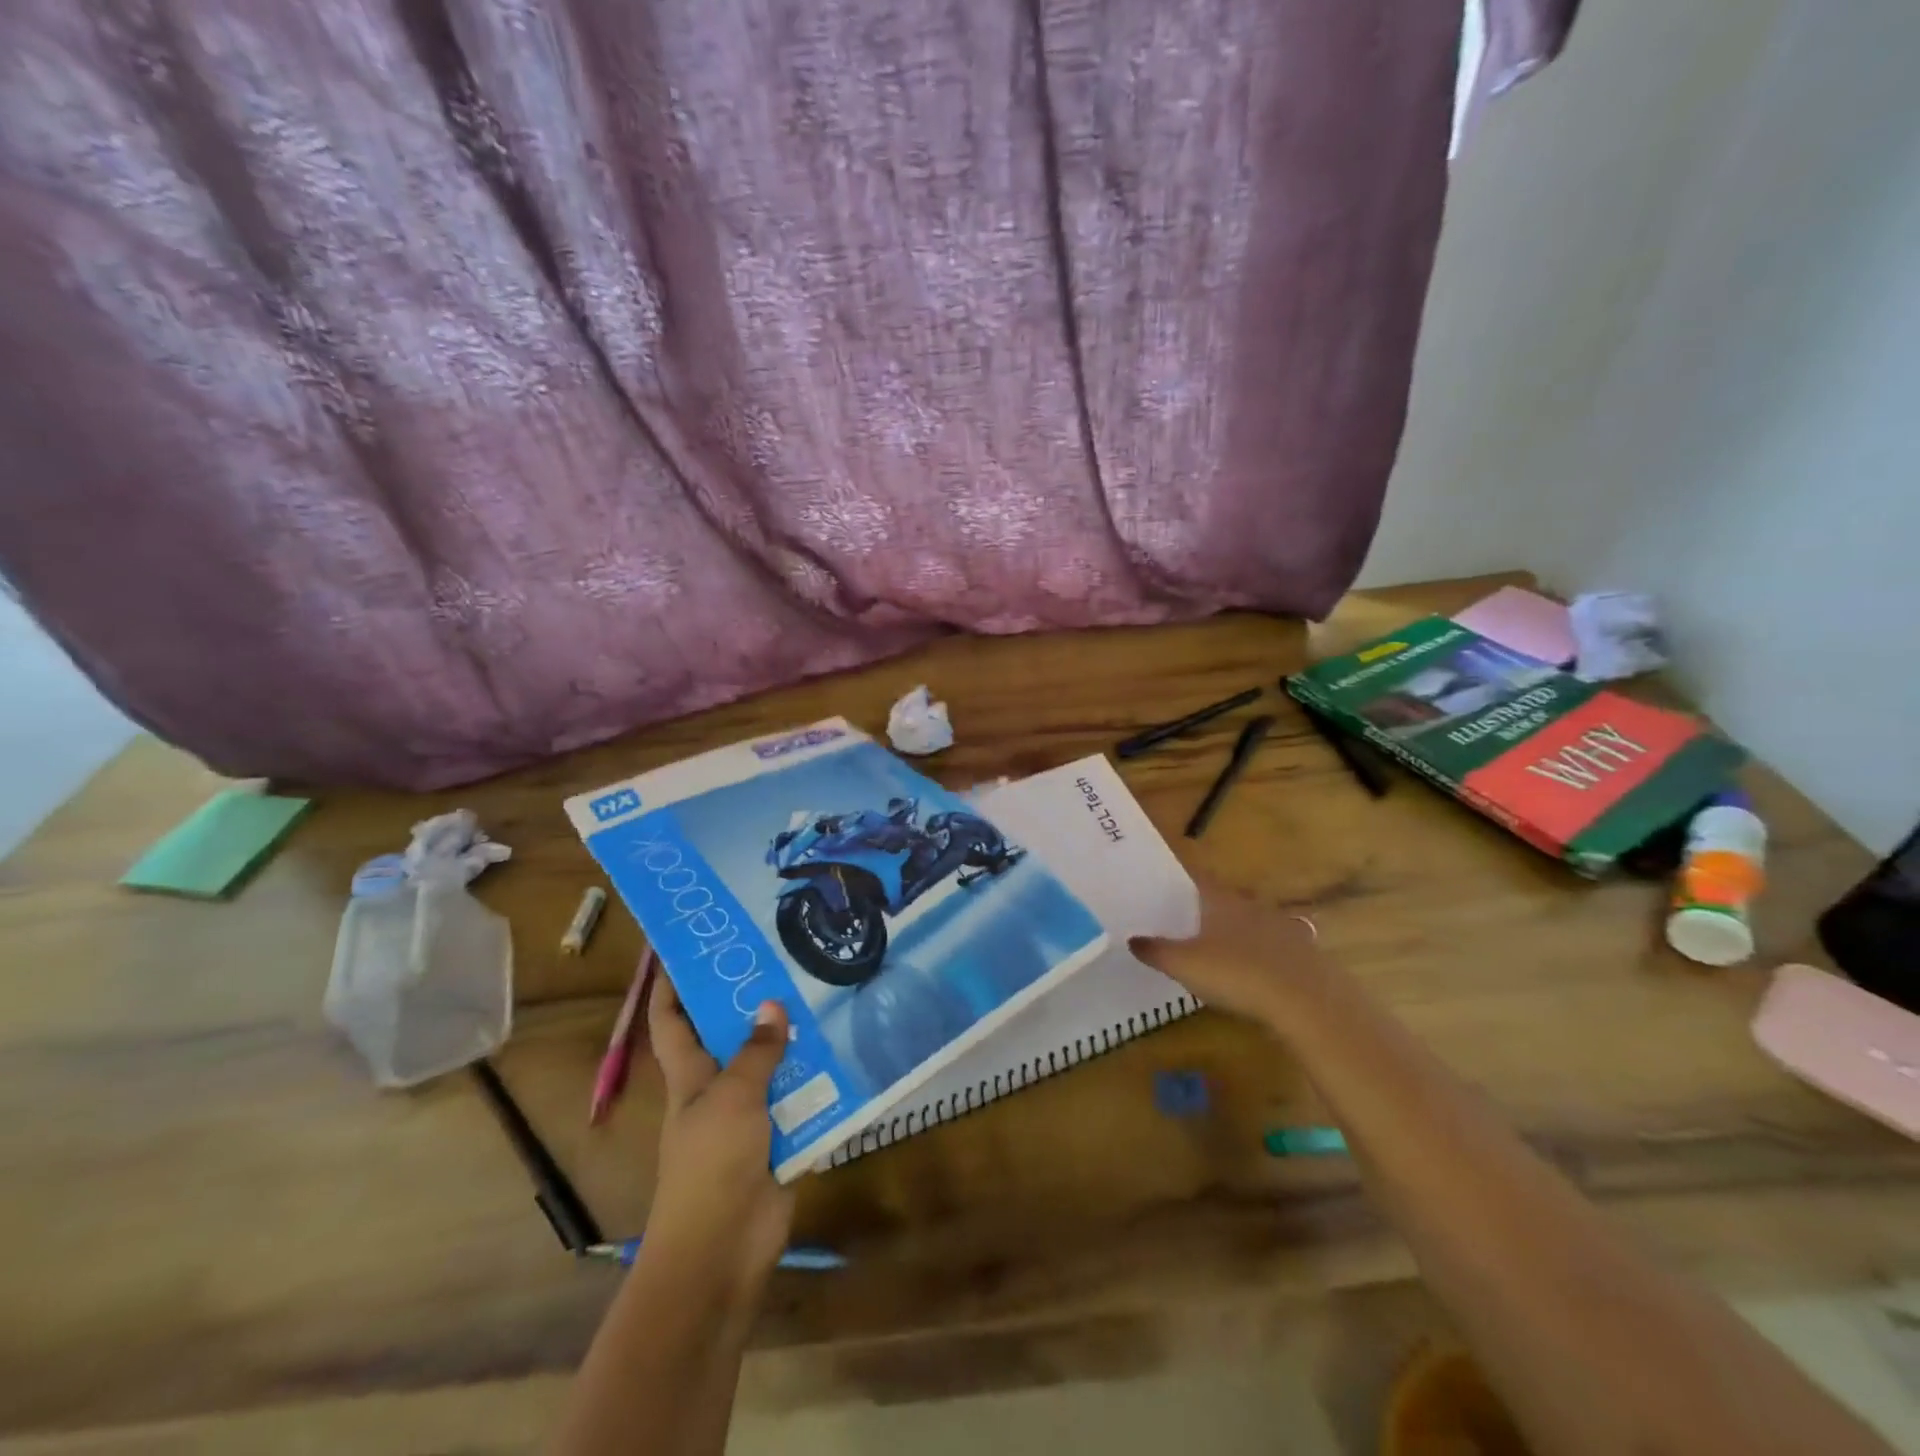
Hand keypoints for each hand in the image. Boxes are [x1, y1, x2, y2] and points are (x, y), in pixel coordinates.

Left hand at [643, 978, 795, 1304]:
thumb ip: (756, 1052)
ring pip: (772, 1066)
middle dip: (752, 1002)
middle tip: (785, 960)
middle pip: (730, 1036)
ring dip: (794, 1039)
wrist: (722, 1251)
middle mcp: (718, 1088)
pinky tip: (848, 1053)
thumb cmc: (711, 1165)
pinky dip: (820, 1081)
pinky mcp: (781, 1138)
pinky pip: (802, 1100)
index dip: (671, 987)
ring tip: (826, 995)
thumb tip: (772, 1004)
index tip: (692, 950)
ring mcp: (750, 1115)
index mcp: (690, 1075)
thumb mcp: (732, 1098)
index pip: (671, 1022)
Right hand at [1131, 880, 1326, 1029]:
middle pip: (1228, 900)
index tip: (1168, 884)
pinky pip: (1278, 947)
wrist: (1306, 1001)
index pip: (1198, 879)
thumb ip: (1157, 951)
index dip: (1182, 879)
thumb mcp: (1185, 965)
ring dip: (1241, 931)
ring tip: (1224, 947)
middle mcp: (1252, 906)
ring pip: (1255, 922)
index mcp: (1221, 901)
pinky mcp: (1305, 955)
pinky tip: (1259, 973)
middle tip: (1192, 920)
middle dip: (1211, 908)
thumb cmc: (1236, 973)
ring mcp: (1283, 928)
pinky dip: (1265, 955)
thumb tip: (1132, 939)